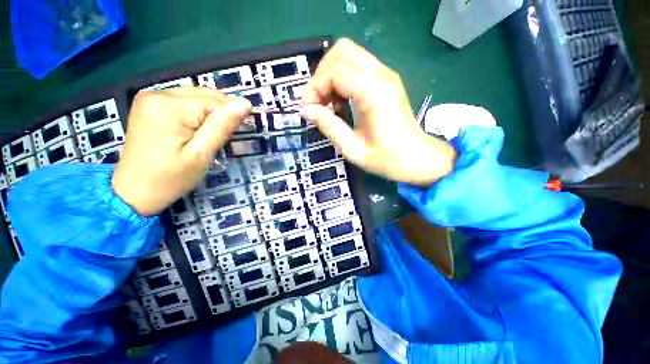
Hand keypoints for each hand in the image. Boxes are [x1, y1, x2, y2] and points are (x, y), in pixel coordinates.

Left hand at [112, 88, 250, 215]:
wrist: (134, 191)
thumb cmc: (170, 178)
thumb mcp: (201, 154)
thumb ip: (222, 127)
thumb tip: (244, 105)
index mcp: (169, 107)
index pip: (214, 102)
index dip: (232, 115)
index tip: (243, 131)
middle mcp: (157, 94)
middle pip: (205, 95)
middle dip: (223, 113)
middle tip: (231, 135)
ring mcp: (151, 98)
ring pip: (196, 97)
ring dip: (212, 113)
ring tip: (217, 134)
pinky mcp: (150, 105)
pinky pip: (185, 102)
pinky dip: (199, 113)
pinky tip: (201, 129)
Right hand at [299, 38, 456, 186]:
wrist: (416, 158)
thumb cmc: (386, 159)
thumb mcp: (352, 149)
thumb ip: (328, 126)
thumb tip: (305, 110)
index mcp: (375, 94)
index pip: (335, 71)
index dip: (315, 87)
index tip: (307, 109)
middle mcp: (382, 76)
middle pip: (341, 51)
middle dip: (322, 75)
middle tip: (317, 103)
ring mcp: (386, 75)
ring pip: (349, 54)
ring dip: (331, 75)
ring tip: (328, 103)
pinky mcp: (386, 79)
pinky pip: (357, 66)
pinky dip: (342, 78)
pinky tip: (341, 101)